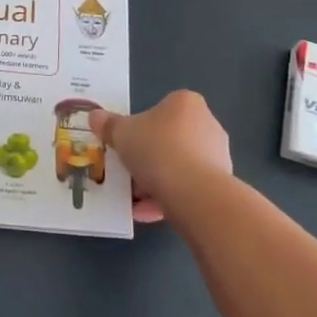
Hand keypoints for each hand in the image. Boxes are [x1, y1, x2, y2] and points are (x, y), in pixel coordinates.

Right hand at [90, 91, 233, 223]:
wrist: (193, 192)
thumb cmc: (156, 149)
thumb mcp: (121, 134)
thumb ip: (108, 125)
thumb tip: (95, 116)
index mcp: (185, 103)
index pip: (161, 110)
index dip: (141, 127)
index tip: (127, 144)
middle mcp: (207, 124)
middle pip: (170, 139)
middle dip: (148, 158)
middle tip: (128, 172)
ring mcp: (218, 155)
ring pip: (179, 166)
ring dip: (157, 182)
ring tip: (134, 200)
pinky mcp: (221, 184)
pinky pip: (188, 188)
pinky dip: (168, 199)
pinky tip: (146, 213)